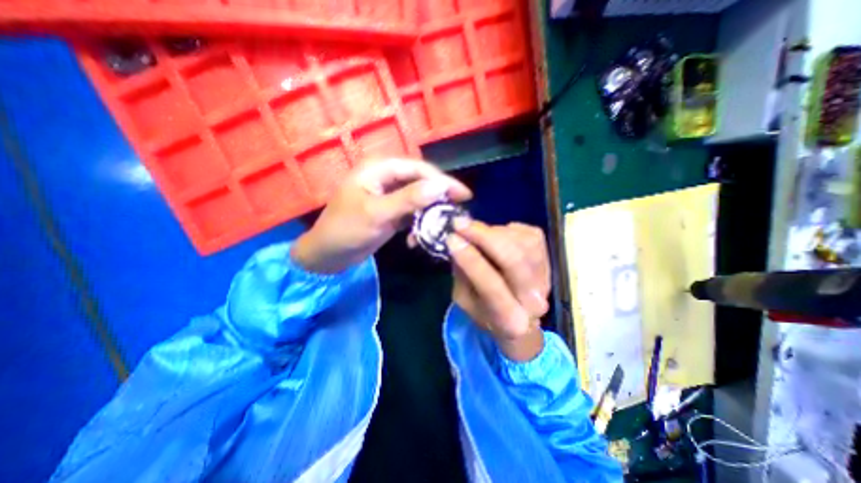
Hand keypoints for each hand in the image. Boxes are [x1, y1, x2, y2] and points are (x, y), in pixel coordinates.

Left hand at [290, 157, 468, 272]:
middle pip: (421, 182)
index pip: (418, 169)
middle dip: (439, 197)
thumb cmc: (346, 230)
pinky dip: (418, 224)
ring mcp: (389, 195)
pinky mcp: (391, 210)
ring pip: (419, 198)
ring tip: (441, 227)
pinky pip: (412, 212)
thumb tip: (440, 186)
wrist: (328, 255)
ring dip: (429, 214)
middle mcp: (385, 177)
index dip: (443, 181)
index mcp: (378, 169)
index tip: (464, 195)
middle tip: (459, 210)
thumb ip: (408, 199)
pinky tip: (416, 239)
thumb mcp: (377, 214)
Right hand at [444, 222, 551, 360]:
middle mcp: (534, 301)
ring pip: (523, 243)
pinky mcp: (550, 260)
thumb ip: (463, 274)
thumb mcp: (464, 299)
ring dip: (494, 232)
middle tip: (460, 223)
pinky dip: (509, 230)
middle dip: (484, 237)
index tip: (452, 238)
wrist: (519, 316)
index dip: (470, 260)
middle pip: (514, 261)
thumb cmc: (485, 310)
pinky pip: (531, 234)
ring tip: (478, 233)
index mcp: (508, 320)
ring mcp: (546, 278)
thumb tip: (458, 240)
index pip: (491, 287)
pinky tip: (498, 236)